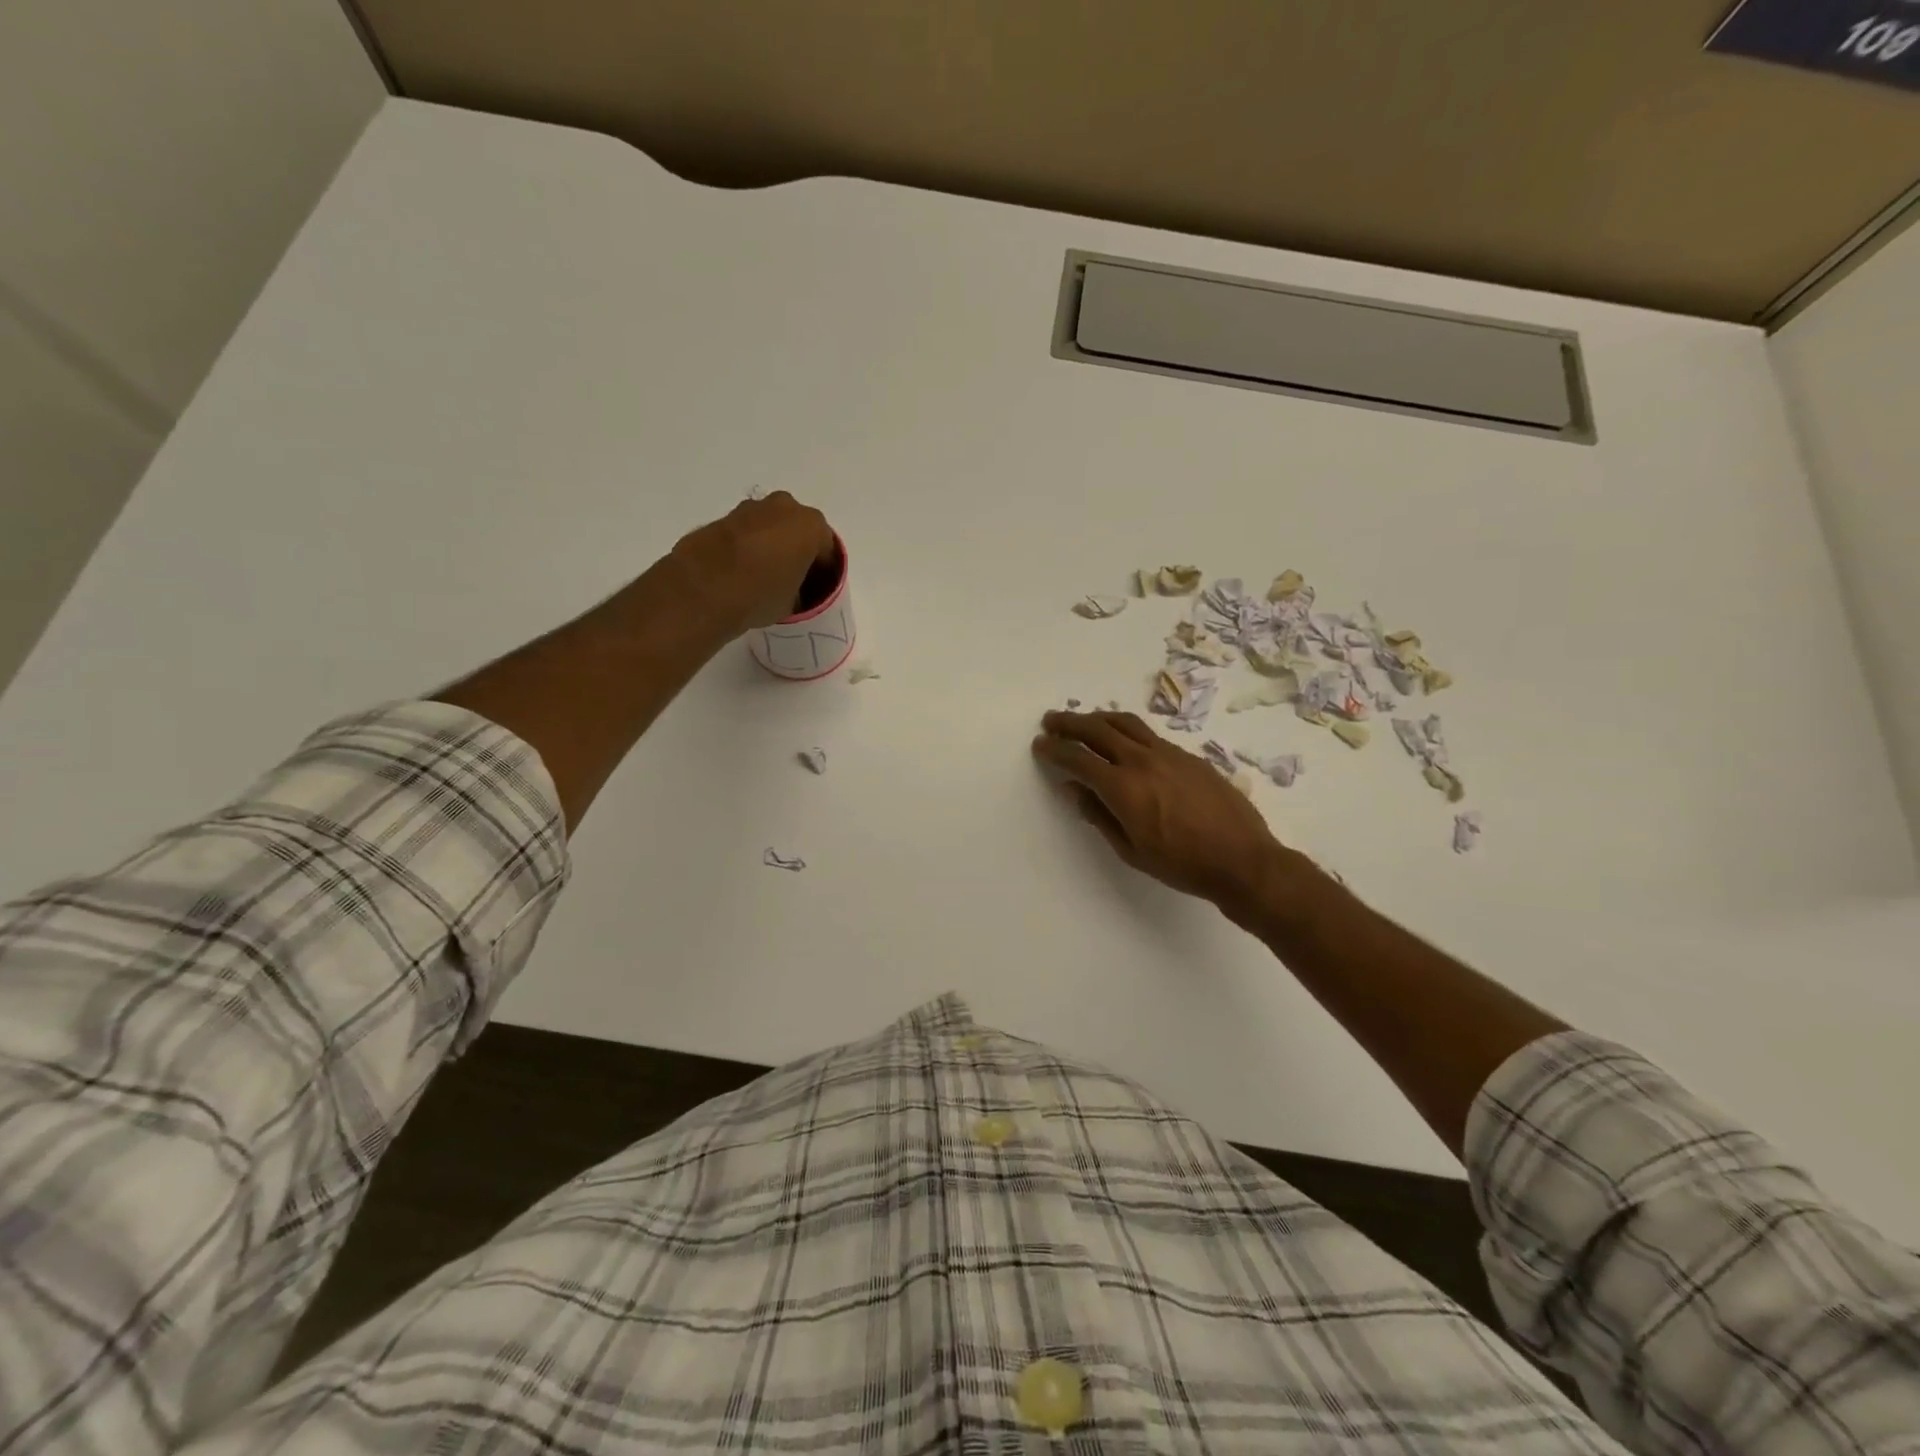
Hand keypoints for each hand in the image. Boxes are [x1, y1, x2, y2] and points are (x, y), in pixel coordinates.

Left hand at [670, 492, 835, 633]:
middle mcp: (784, 508)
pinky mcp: (723, 517)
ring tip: (764, 577)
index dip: (823, 574)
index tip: (815, 592)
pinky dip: (749, 546)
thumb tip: (791, 590)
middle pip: (799, 531)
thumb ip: (799, 589)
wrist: (704, 589)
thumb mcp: (793, 603)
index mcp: (811, 526)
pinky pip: (747, 532)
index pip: (827, 551)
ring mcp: (751, 509)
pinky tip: (742, 571)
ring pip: (771, 527)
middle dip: (798, 551)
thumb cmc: (761, 595)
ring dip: (772, 546)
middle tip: (792, 580)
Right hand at [1032, 710, 1310, 920]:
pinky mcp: (1188, 755)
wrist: (1242, 860)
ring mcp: (1168, 753)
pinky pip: (1148, 734)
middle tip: (1052, 721)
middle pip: (1098, 730)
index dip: (1055, 749)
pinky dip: (1126, 729)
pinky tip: (1124, 739)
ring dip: (1098, 718)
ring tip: (1084, 720)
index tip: (1040, 744)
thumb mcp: (1130, 849)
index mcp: (1123, 787)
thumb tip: (1073, 789)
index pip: (1078, 759)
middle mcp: (1142, 760)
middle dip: (1070, 723)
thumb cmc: (1181, 864)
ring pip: (1125, 723)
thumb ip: (1098, 815)